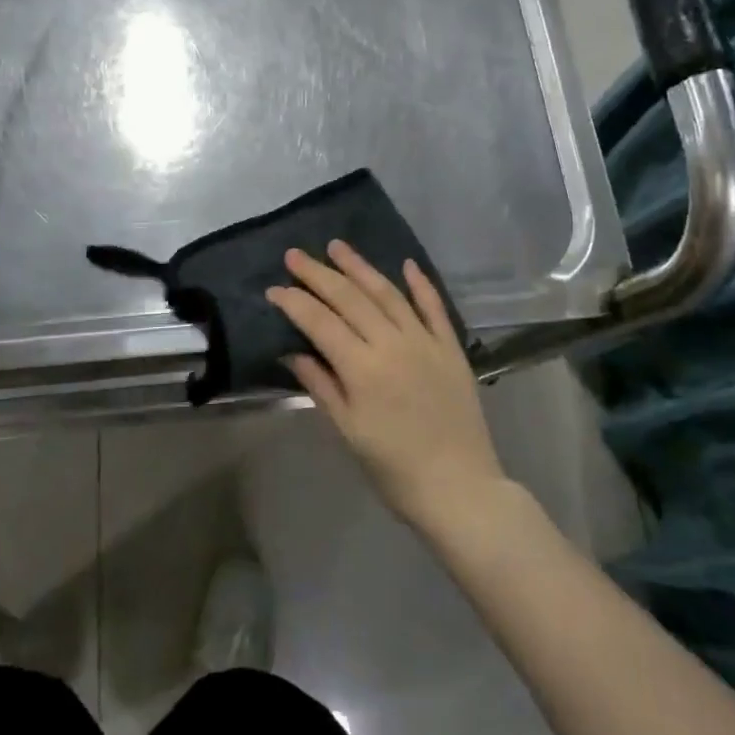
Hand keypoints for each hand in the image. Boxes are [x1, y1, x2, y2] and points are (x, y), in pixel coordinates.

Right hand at [267, 243, 506, 534]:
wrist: (459, 488)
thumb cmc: (395, 468)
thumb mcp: (349, 431)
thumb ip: (321, 385)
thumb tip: (291, 352)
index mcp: (363, 368)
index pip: (321, 323)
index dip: (296, 303)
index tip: (275, 288)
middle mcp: (393, 344)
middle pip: (350, 298)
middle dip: (319, 274)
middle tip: (295, 255)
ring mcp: (426, 341)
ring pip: (388, 293)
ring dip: (361, 267)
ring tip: (338, 246)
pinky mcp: (451, 348)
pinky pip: (434, 307)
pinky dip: (420, 284)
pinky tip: (406, 264)